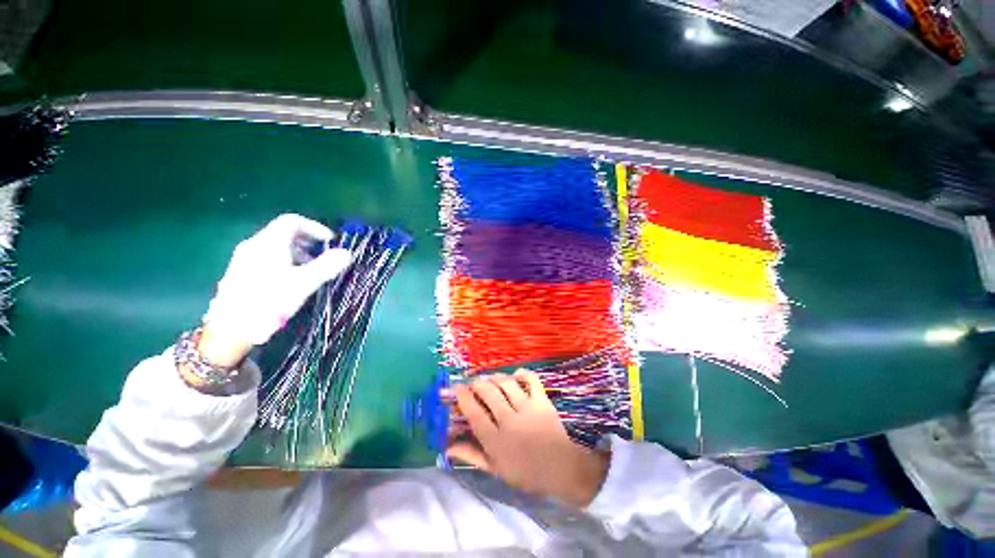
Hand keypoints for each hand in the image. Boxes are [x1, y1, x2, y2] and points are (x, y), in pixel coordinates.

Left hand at [203, 214, 351, 349]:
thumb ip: (327, 266)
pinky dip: (284, 261)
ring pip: (275, 246)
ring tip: (309, 270)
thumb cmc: (270, 300)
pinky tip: (290, 280)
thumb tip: (347, 253)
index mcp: (269, 242)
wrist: (231, 327)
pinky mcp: (240, 272)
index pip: (293, 221)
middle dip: (307, 241)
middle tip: (322, 256)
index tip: (330, 241)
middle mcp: (254, 245)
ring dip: (297, 252)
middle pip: (283, 232)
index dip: (315, 227)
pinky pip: (266, 257)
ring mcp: (244, 258)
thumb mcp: (304, 282)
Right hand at [447, 371, 609, 507]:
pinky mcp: (542, 401)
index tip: (456, 388)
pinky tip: (515, 375)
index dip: (462, 397)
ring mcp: (527, 408)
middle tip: (474, 383)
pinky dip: (522, 374)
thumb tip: (448, 447)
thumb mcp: (496, 469)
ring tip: (490, 378)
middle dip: (477, 383)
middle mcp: (509, 420)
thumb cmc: (526, 472)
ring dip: (495, 377)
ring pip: (506, 384)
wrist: (561, 469)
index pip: (474, 413)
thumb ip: (472, 456)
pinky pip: (531, 380)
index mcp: (496, 440)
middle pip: (488, 393)